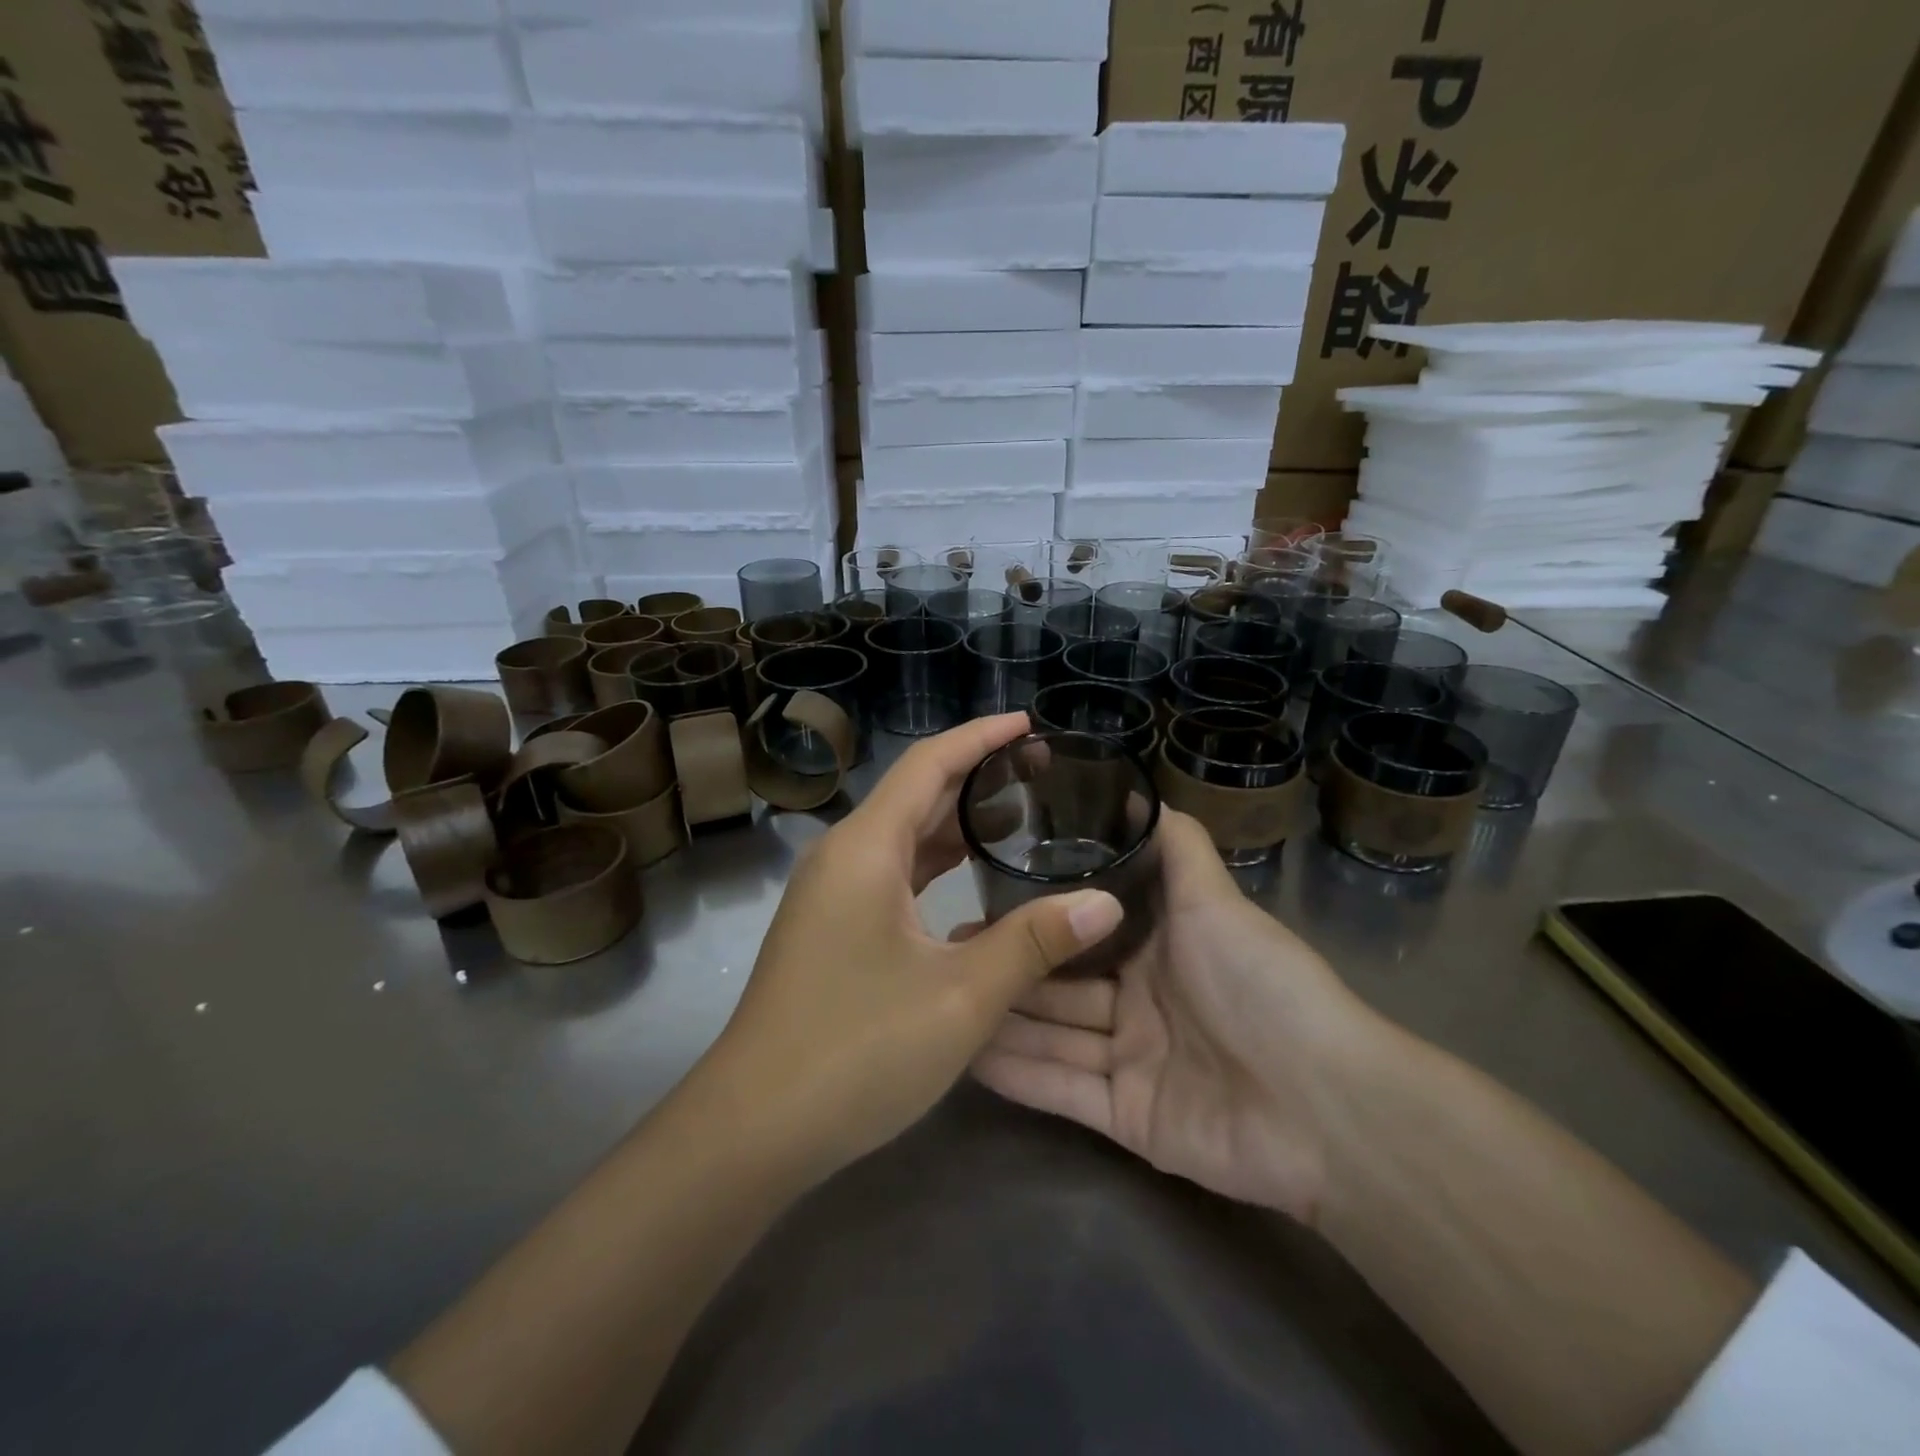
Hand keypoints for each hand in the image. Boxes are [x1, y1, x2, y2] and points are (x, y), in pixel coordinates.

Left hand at [696, 713, 1125, 1183]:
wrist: (753, 1128)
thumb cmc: (857, 1050)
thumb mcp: (961, 996)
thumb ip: (1035, 942)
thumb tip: (1105, 903)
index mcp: (866, 849)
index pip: (928, 764)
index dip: (980, 737)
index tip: (1028, 724)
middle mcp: (843, 857)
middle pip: (914, 794)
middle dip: (975, 776)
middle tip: (1040, 770)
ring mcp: (830, 895)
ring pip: (902, 838)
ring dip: (955, 824)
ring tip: (1018, 816)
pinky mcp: (830, 928)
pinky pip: (890, 875)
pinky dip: (934, 866)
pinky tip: (972, 883)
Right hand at [973, 810, 1381, 1223]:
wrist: (1325, 1104)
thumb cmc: (1261, 985)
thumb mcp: (1215, 900)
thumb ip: (1178, 846)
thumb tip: (1142, 789)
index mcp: (1159, 950)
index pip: (1084, 930)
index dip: (1037, 918)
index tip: (982, 899)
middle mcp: (1140, 1003)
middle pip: (1060, 984)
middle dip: (1008, 967)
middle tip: (945, 950)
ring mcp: (1131, 1063)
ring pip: (1053, 1036)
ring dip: (1002, 1019)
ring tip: (942, 996)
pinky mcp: (1126, 1118)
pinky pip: (1062, 1090)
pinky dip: (1018, 1074)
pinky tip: (966, 1053)